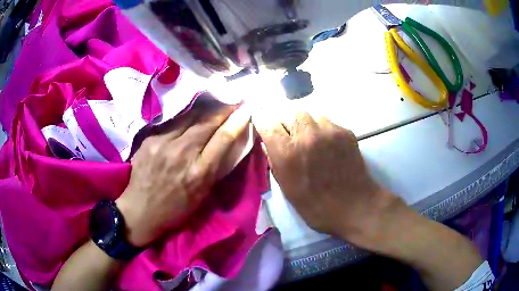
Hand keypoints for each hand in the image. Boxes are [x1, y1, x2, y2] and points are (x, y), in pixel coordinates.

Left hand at [116, 97, 251, 246]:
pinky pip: (172, 122)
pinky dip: (184, 117)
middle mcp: (181, 153)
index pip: (223, 138)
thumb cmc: (176, 207)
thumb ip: (215, 167)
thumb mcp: (202, 194)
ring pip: (188, 117)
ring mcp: (162, 143)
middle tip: (231, 101)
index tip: (245, 108)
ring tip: (213, 102)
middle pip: (206, 122)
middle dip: (222, 109)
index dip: (237, 121)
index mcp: (199, 172)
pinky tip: (190, 114)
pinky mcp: (149, 139)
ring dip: (204, 109)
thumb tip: (227, 143)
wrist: (141, 209)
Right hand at [252, 106, 402, 247]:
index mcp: (288, 153)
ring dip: (304, 123)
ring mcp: (328, 131)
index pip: (267, 122)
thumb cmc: (315, 205)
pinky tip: (326, 144)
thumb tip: (268, 142)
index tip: (263, 123)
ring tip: (308, 137)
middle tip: (288, 133)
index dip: (262, 121)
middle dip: (284, 121)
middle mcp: (307, 136)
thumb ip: (274, 160)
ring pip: (309, 114)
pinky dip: (321, 129)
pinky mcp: (345, 131)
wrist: (354, 206)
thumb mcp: (286, 188)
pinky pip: (326, 121)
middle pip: (288, 112)